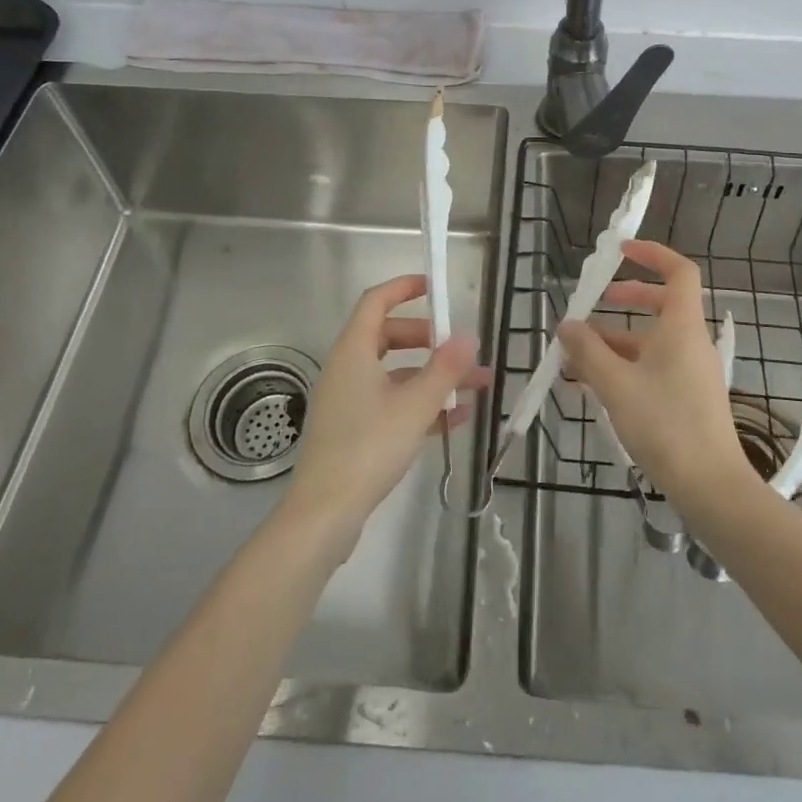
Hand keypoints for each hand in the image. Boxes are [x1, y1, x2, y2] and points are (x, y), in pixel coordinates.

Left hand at [285, 274, 487, 542]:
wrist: (325, 514)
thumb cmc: (368, 447)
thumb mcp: (415, 405)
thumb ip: (444, 369)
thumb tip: (468, 336)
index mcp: (353, 352)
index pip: (376, 302)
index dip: (403, 288)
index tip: (434, 287)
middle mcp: (347, 369)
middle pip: (388, 337)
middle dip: (429, 340)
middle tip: (460, 348)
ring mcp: (349, 401)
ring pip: (395, 375)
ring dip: (433, 377)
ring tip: (477, 386)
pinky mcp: (354, 431)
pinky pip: (392, 404)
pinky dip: (421, 404)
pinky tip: (457, 419)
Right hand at [559, 240, 756, 513]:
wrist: (712, 487)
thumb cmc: (665, 425)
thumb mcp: (616, 385)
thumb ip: (587, 352)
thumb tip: (567, 325)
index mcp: (681, 327)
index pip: (680, 272)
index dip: (652, 254)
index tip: (621, 251)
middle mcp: (690, 343)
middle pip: (661, 305)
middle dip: (625, 299)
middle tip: (593, 303)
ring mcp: (690, 372)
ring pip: (650, 342)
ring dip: (613, 343)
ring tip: (574, 358)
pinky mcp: (686, 398)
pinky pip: (652, 368)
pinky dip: (624, 368)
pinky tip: (591, 387)